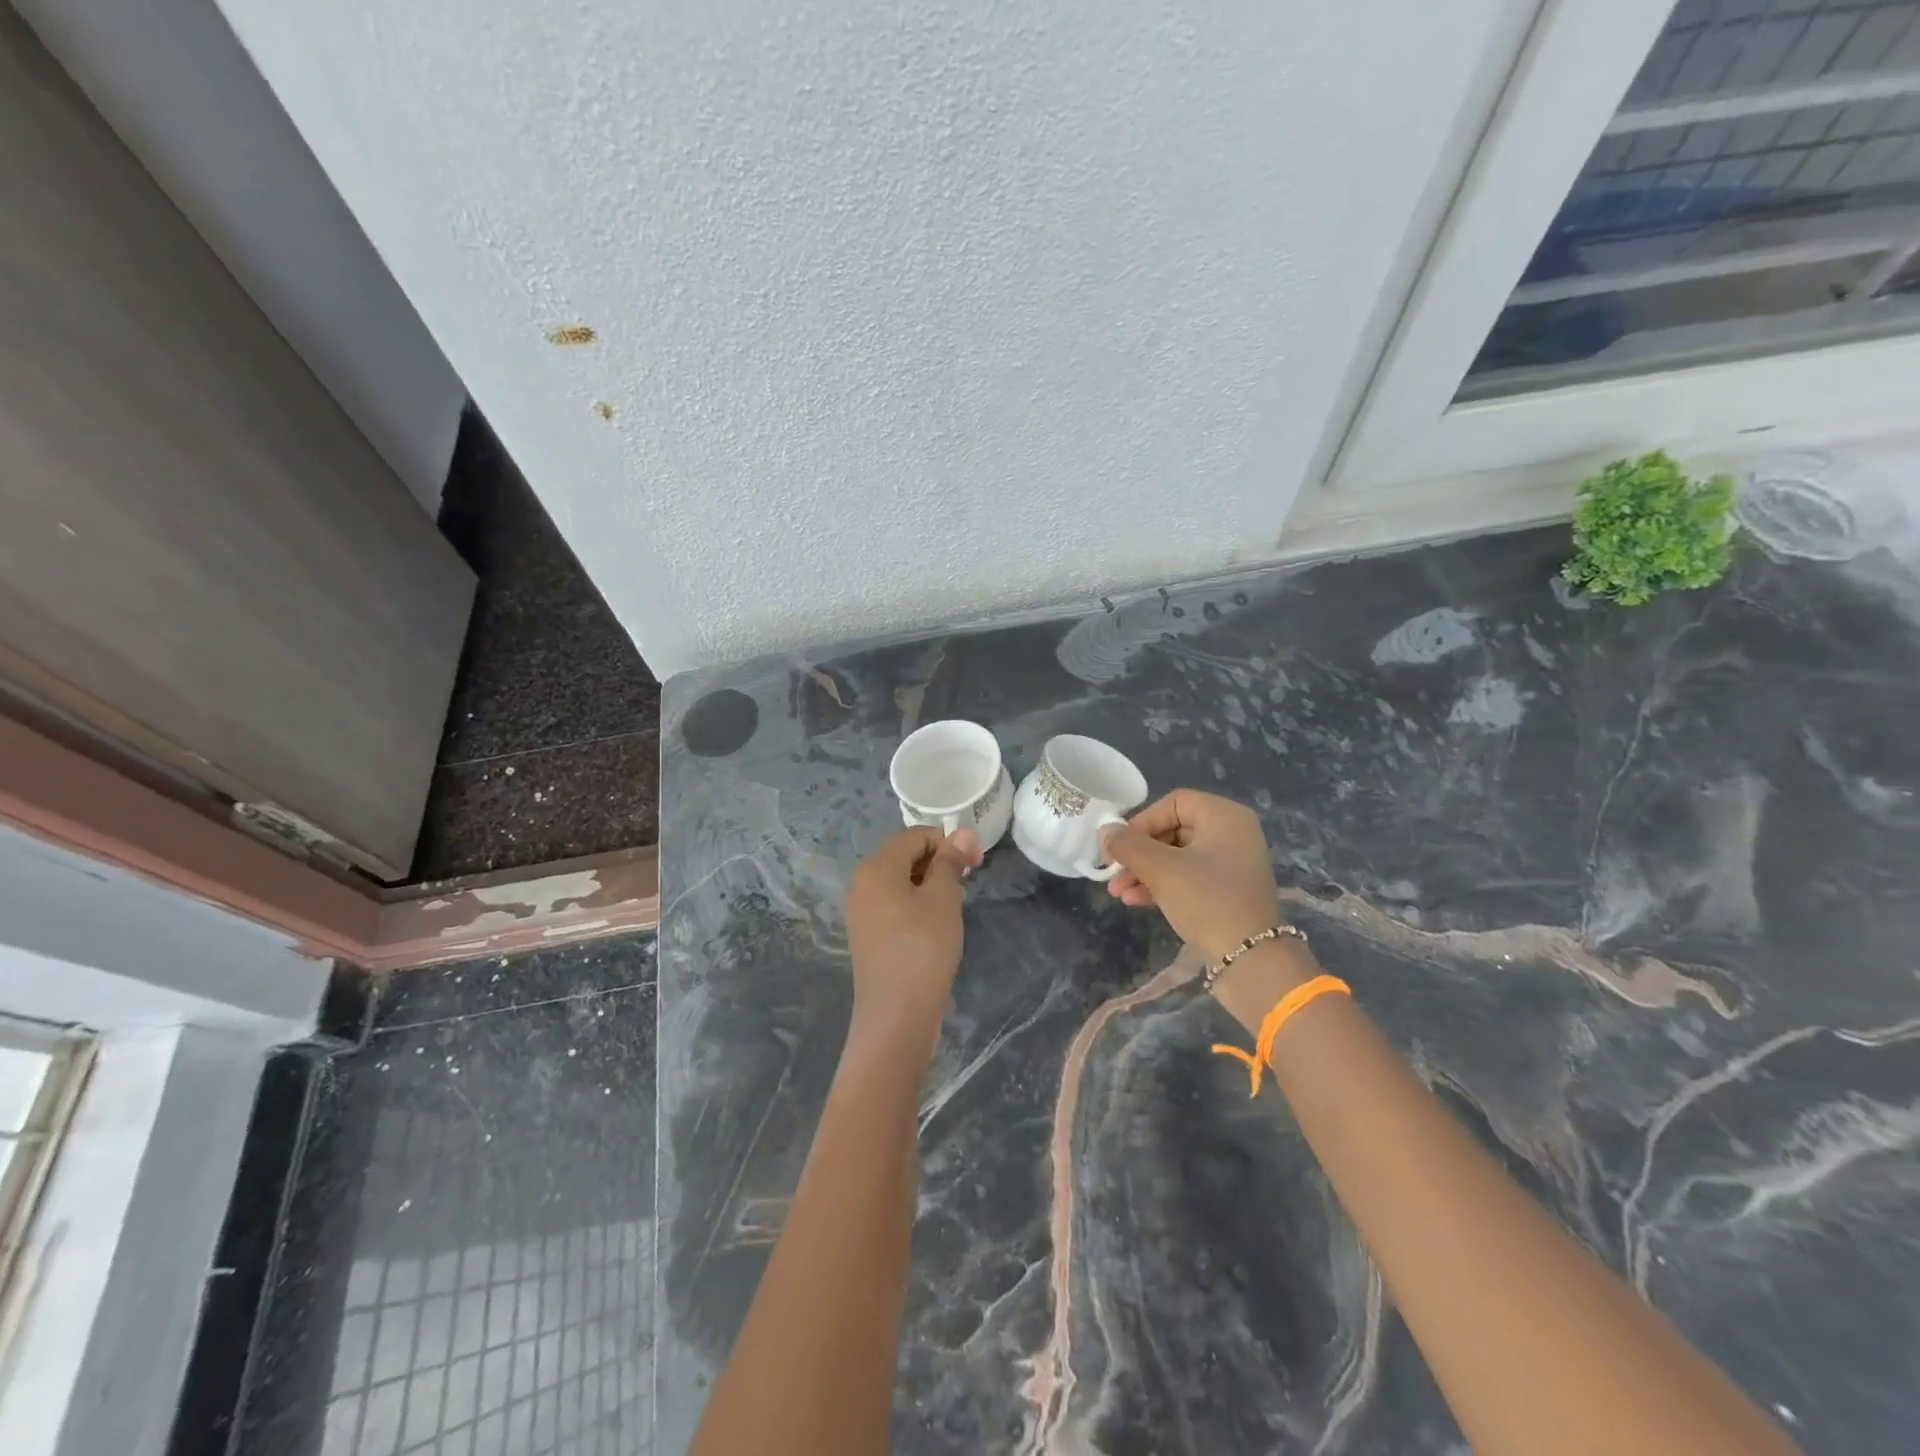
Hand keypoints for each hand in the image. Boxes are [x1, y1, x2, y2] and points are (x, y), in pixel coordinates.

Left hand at [845, 826, 983, 1039]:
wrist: (896, 1015)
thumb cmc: (923, 947)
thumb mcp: (944, 899)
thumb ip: (951, 862)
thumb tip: (960, 833)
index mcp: (877, 868)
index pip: (915, 836)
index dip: (948, 843)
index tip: (975, 864)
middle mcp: (862, 884)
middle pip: (905, 857)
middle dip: (939, 864)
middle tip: (966, 888)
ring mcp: (861, 912)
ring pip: (901, 883)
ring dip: (930, 887)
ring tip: (954, 910)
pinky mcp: (868, 937)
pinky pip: (894, 906)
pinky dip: (917, 907)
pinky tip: (936, 929)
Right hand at [1101, 790, 1282, 959]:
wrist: (1251, 960)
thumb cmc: (1207, 900)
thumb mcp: (1161, 869)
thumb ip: (1128, 845)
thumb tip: (1105, 831)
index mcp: (1224, 816)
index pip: (1173, 803)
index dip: (1141, 822)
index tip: (1119, 847)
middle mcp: (1232, 833)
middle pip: (1172, 830)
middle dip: (1138, 853)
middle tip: (1112, 872)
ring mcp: (1231, 864)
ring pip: (1176, 856)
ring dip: (1144, 872)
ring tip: (1118, 893)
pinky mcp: (1227, 891)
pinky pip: (1188, 876)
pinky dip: (1161, 884)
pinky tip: (1135, 901)